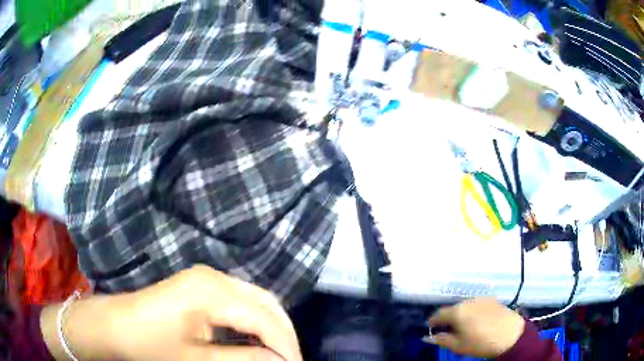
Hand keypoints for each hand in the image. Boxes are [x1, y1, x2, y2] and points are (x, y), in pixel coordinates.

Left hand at [43, 265, 301, 360]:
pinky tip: (257, 339)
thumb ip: (244, 359)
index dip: (285, 346)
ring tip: (278, 353)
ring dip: (272, 327)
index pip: (264, 319)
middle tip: (291, 360)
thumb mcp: (199, 359)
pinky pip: (242, 300)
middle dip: (284, 335)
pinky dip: (256, 321)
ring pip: (258, 300)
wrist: (116, 325)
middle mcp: (215, 277)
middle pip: (267, 304)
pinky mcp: (204, 284)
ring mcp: (209, 277)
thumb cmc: (151, 345)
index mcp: (211, 292)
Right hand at [427, 298, 524, 357]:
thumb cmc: (481, 343)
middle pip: (452, 309)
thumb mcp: (459, 346)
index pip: (438, 314)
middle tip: (450, 332)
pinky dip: (473, 312)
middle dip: (448, 319)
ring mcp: (482, 299)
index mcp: (457, 311)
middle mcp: (468, 301)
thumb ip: (441, 340)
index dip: (432, 322)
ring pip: (465, 306)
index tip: (431, 330)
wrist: (511, 335)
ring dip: (461, 315)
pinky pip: (476, 305)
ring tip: (465, 328)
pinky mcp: (492, 300)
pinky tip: (478, 322)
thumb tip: (427, 337)